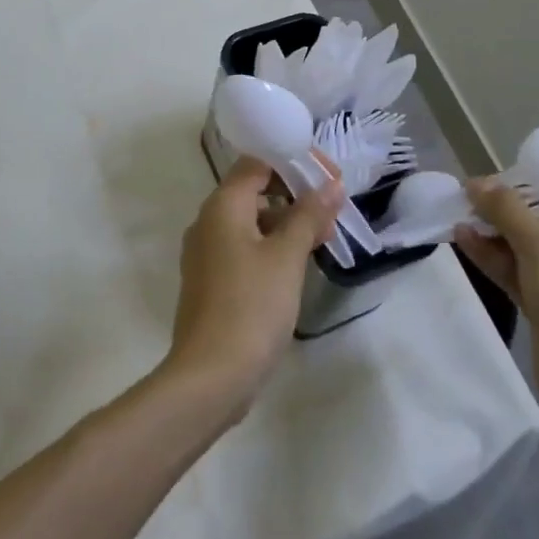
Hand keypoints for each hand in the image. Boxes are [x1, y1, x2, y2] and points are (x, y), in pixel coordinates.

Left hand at [166, 155, 343, 421]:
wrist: (210, 376)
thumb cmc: (251, 306)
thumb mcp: (287, 257)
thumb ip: (309, 215)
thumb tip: (330, 184)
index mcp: (222, 206)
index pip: (257, 163)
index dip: (293, 162)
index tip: (328, 177)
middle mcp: (208, 222)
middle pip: (254, 190)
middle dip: (295, 195)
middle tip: (332, 211)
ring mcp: (207, 253)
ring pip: (251, 221)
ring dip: (287, 223)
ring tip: (323, 239)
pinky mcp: (212, 281)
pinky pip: (244, 248)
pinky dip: (272, 246)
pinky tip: (298, 265)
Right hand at [456, 179, 538, 436]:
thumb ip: (508, 211)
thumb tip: (476, 181)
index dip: (528, 182)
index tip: (493, 176)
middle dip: (505, 209)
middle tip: (468, 194)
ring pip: (527, 247)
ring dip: (494, 233)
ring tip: (458, 213)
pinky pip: (520, 272)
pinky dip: (494, 257)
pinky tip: (463, 239)